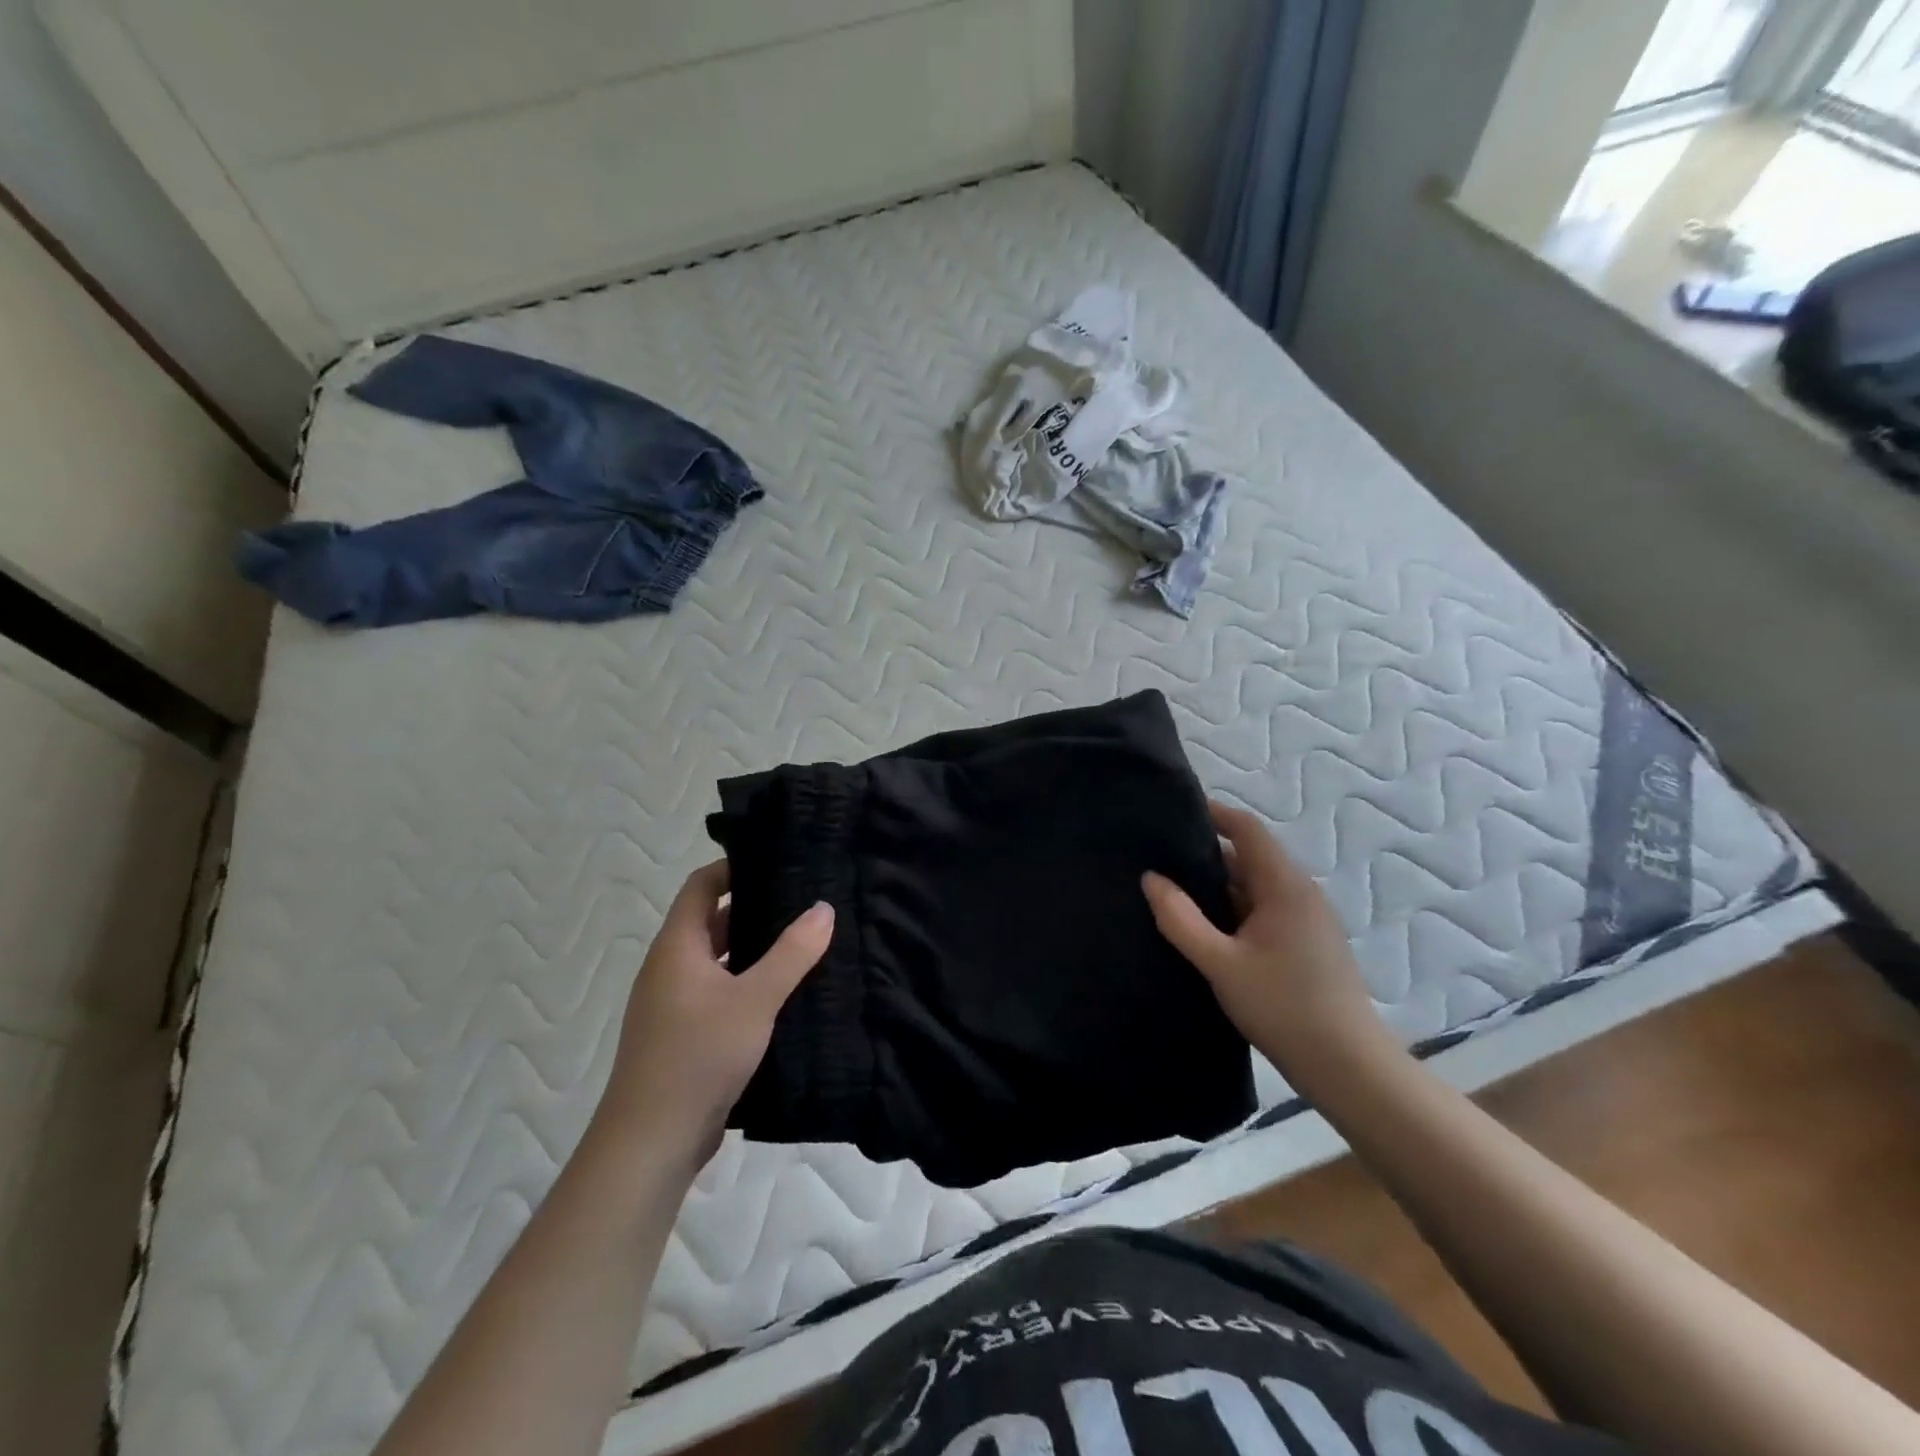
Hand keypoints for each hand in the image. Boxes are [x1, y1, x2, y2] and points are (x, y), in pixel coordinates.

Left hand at [595, 862, 832, 1169]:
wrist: (651, 1142)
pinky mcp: (684, 1034)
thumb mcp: (754, 999)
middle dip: (754, 908)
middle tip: (803, 900)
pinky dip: (747, 982)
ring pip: (717, 960)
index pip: (701, 886)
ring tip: (802, 941)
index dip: (734, 868)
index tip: (778, 861)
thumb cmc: (698, 1056)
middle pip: (711, 921)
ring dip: (753, 949)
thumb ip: (792, 953)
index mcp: (677, 947)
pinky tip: (784, 993)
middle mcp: (670, 967)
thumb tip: (823, 907)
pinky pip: (719, 991)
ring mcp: (674, 1003)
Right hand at [1142, 802, 1394, 1092]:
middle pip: (1249, 856)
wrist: (1347, 1066)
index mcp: (1284, 885)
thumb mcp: (1220, 963)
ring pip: (1256, 886)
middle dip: (1206, 854)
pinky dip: (1235, 909)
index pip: (1247, 828)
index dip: (1213, 813)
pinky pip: (1265, 909)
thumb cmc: (1282, 1007)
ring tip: (1174, 892)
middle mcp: (1300, 892)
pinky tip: (1207, 929)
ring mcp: (1308, 918)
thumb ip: (1181, 918)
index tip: (1174, 811)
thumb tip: (1151, 878)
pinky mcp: (1308, 942)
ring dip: (1219, 886)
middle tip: (1160, 858)